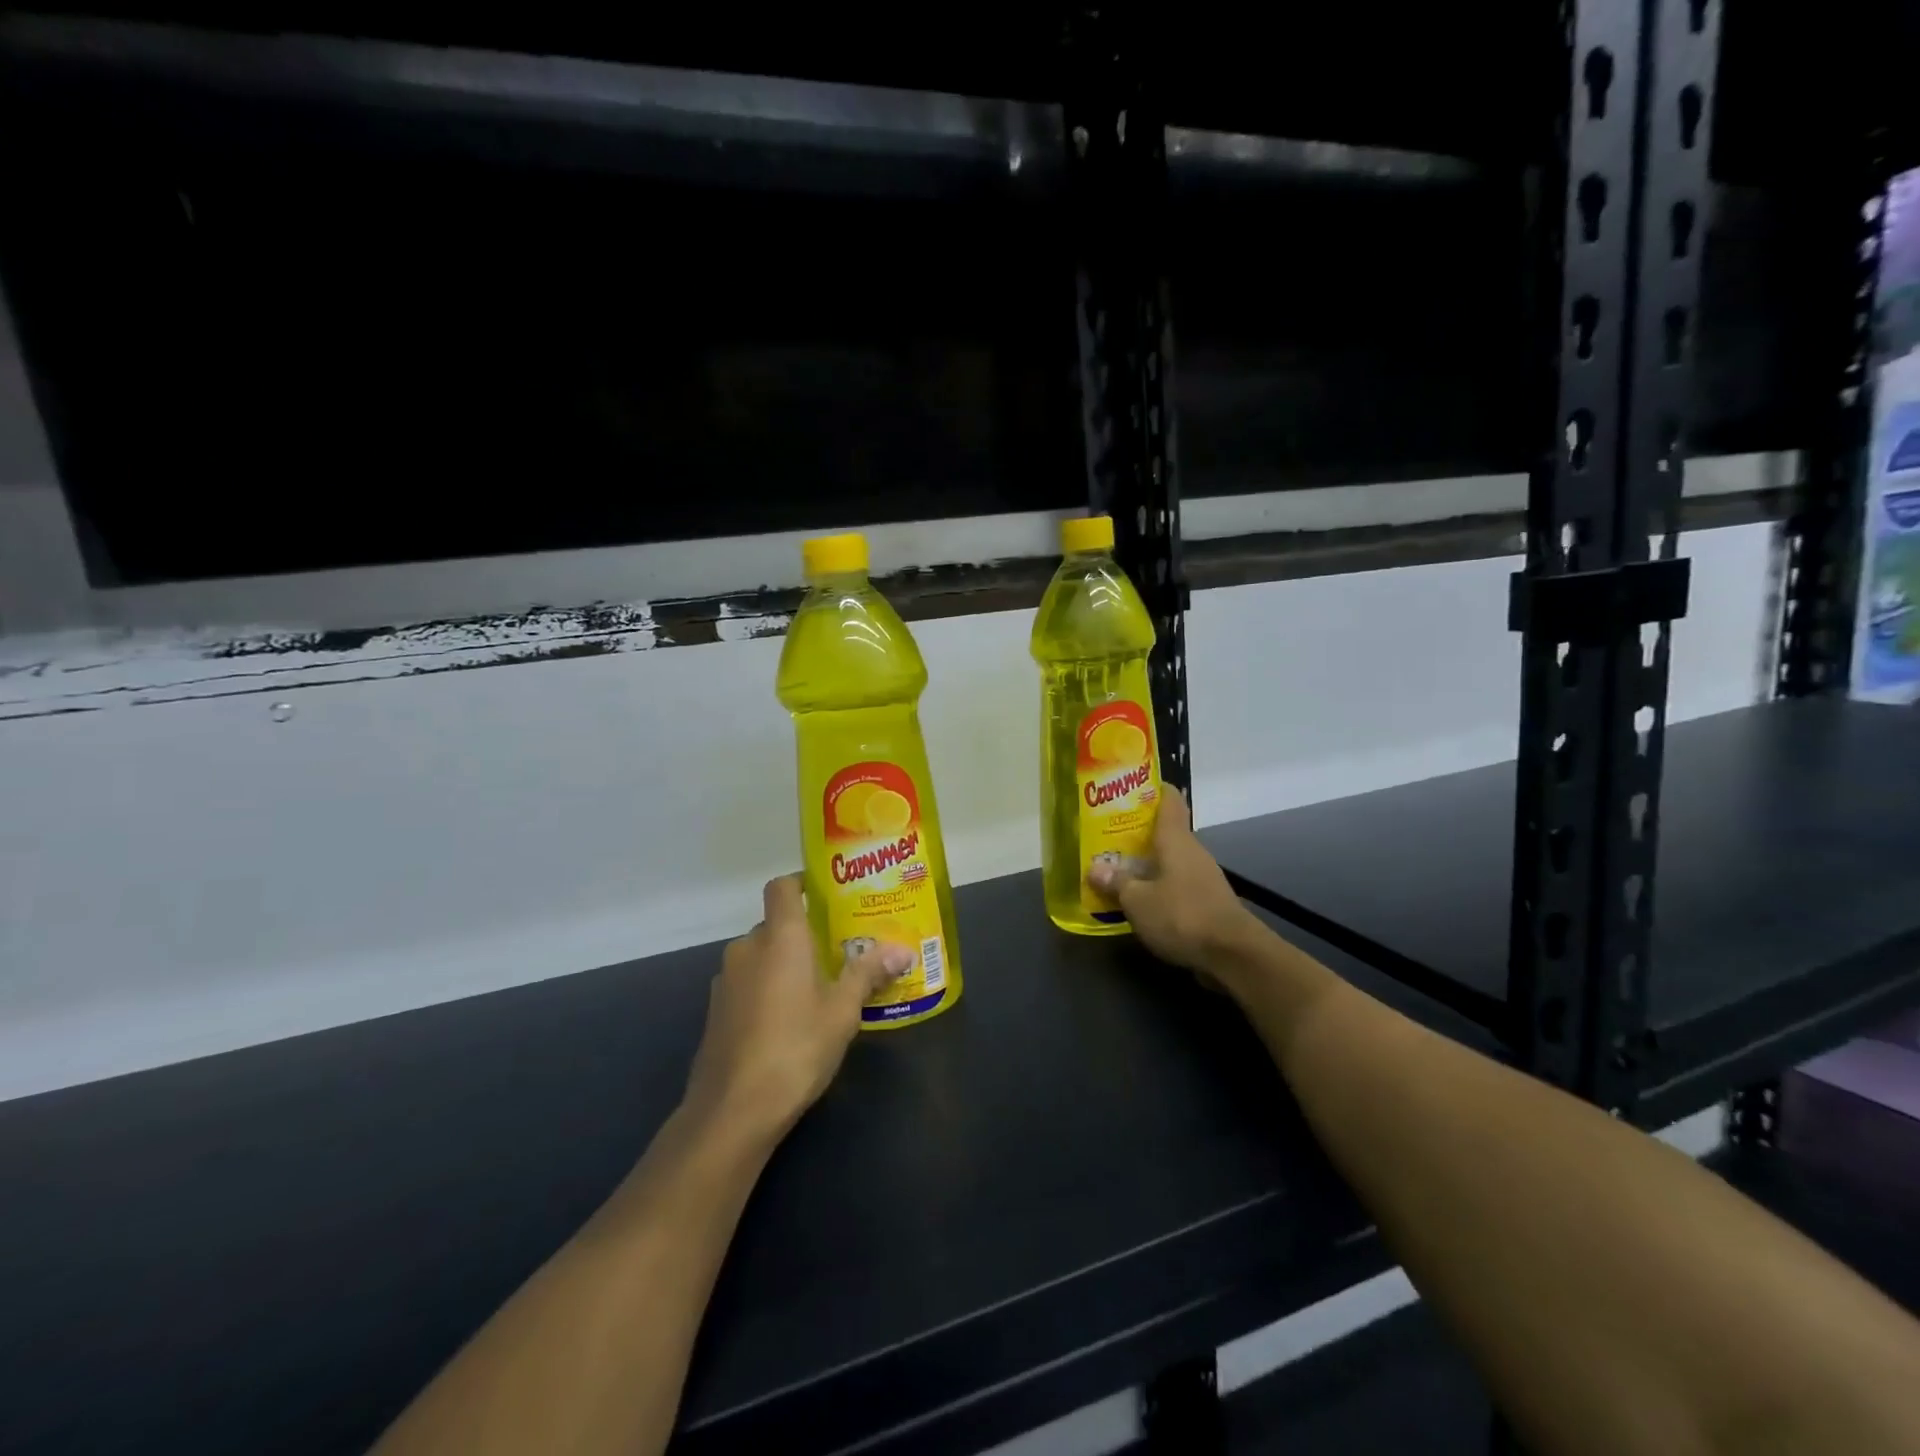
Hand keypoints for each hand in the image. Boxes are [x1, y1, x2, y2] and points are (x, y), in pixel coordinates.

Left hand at [684, 874, 911, 1139]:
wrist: (733, 1110)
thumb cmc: (796, 1046)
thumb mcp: (843, 1010)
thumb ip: (868, 973)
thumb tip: (903, 950)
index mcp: (780, 936)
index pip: (782, 886)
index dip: (802, 883)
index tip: (828, 896)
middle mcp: (747, 947)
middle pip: (775, 924)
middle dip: (804, 935)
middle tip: (838, 952)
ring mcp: (726, 980)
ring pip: (760, 956)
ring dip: (784, 964)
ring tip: (818, 988)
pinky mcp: (716, 1011)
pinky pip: (747, 984)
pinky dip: (766, 989)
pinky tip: (788, 1020)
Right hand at [1088, 787, 1260, 979]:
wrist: (1233, 955)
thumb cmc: (1183, 915)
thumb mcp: (1138, 901)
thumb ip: (1117, 883)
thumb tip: (1096, 868)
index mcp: (1176, 840)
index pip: (1170, 800)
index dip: (1153, 789)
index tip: (1131, 786)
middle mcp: (1192, 852)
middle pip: (1165, 832)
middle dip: (1137, 832)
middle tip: (1106, 834)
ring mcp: (1202, 878)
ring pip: (1169, 860)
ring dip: (1146, 863)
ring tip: (1115, 868)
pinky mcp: (1207, 902)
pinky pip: (1176, 885)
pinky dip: (1157, 887)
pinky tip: (1138, 900)